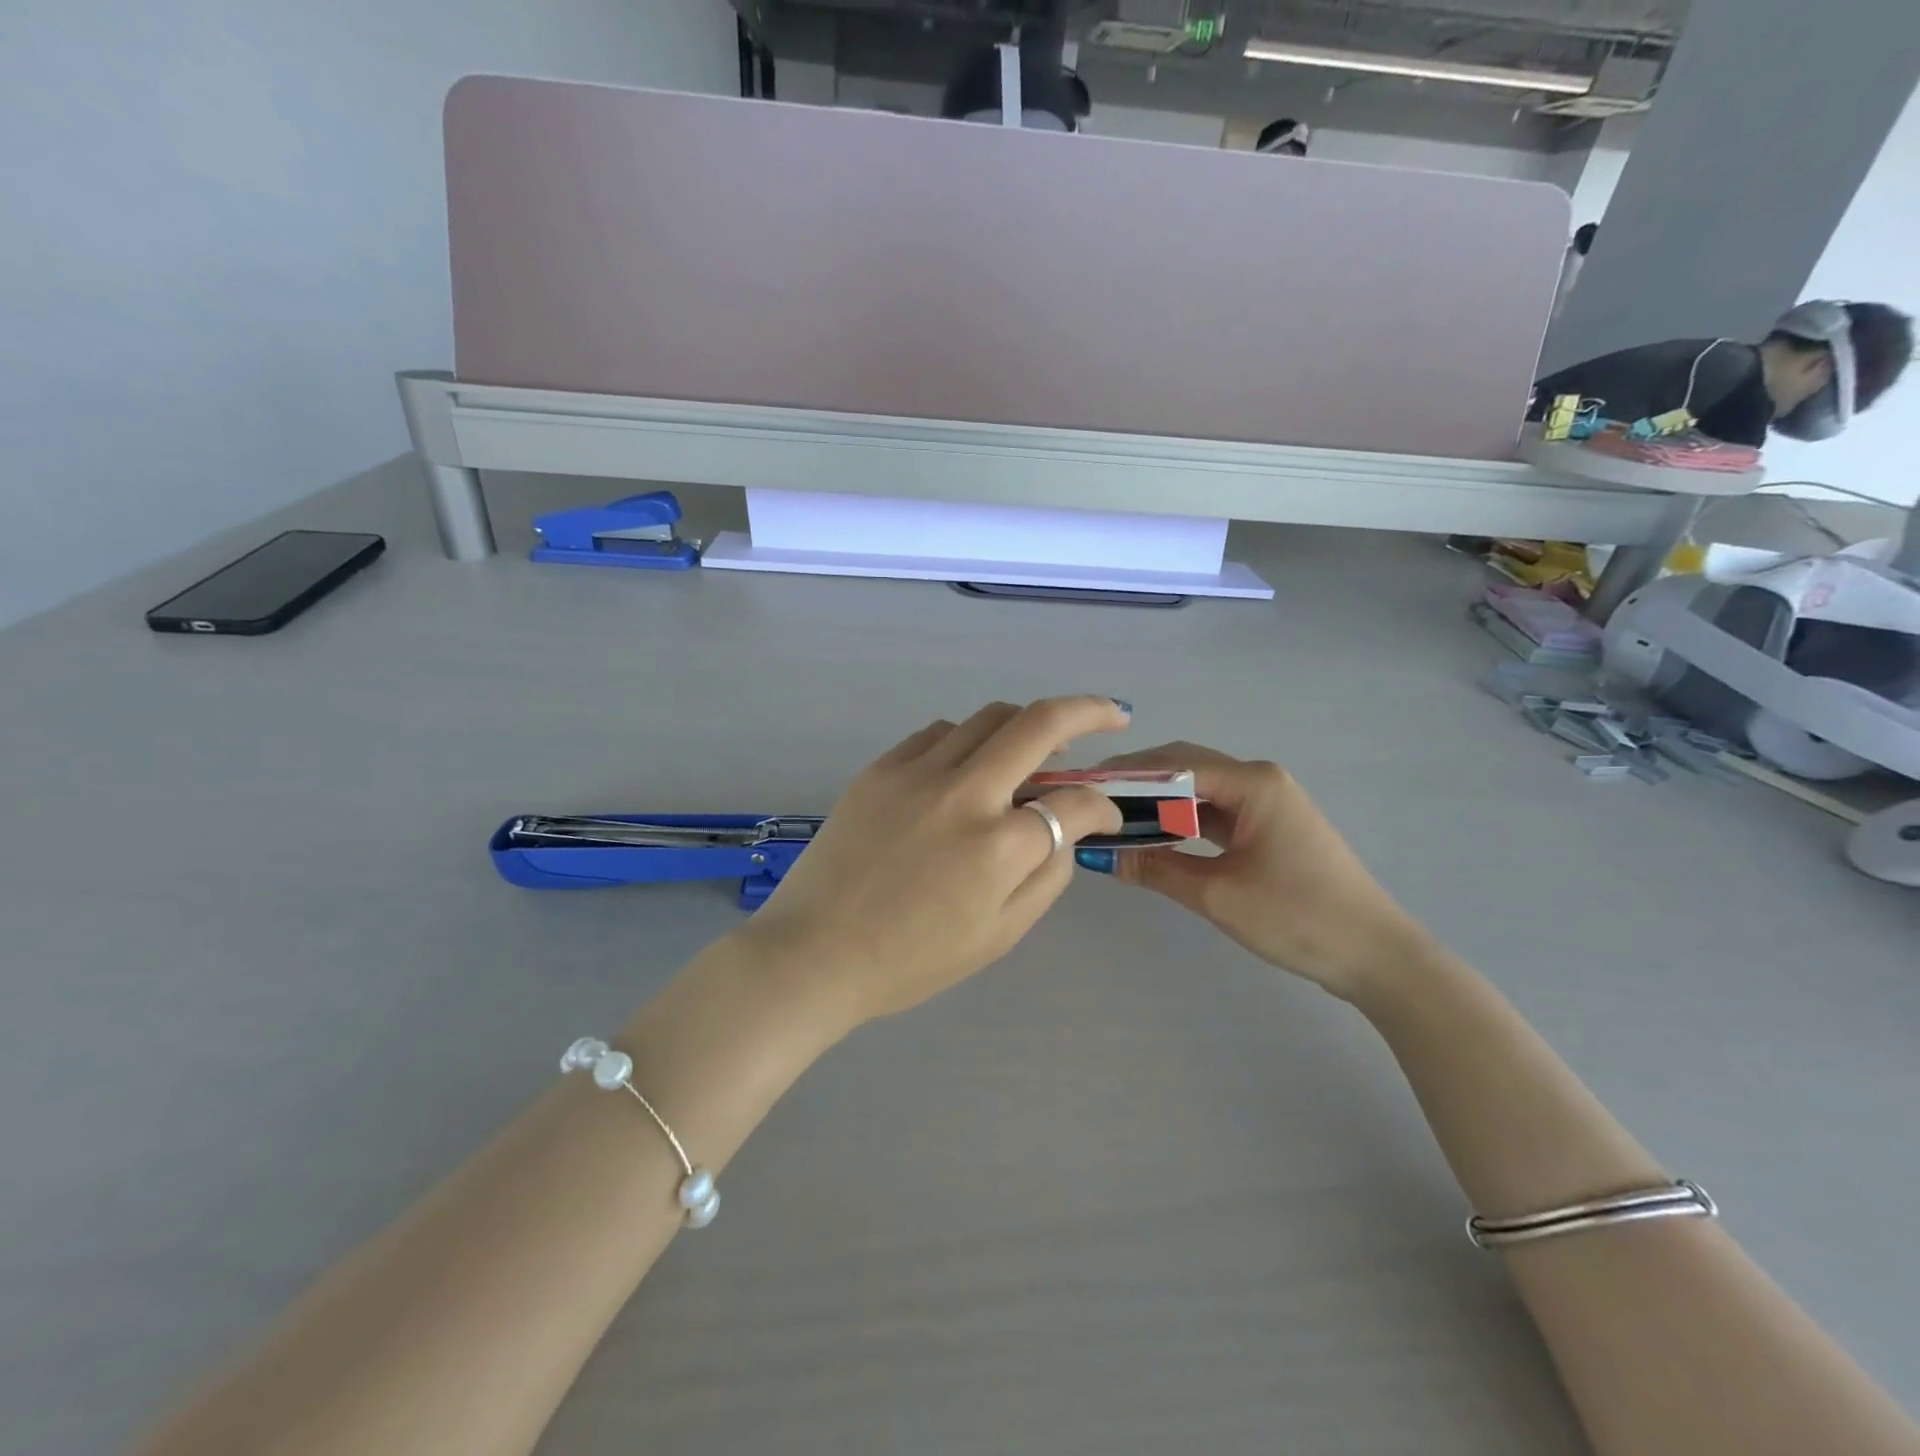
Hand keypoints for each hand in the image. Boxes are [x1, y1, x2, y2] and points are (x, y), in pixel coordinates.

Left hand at [740, 697, 1128, 1023]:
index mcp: (998, 845)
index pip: (1075, 802)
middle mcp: (963, 792)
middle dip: (1087, 712)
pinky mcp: (879, 768)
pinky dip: (967, 740)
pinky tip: (967, 765)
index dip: (1104, 807)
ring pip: (987, 717)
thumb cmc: (911, 959)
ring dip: (1023, 725)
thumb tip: (1069, 829)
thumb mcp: (999, 934)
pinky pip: (938, 733)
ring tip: (1034, 748)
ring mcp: (916, 772)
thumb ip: (1048, 876)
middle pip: (1038, 724)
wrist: (813, 953)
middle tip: (1110, 715)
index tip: (1106, 815)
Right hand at [1094, 743, 1433, 1000]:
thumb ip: (1154, 868)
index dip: (1124, 774)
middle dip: (1136, 783)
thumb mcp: (1216, 895)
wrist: (1376, 956)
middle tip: (1089, 801)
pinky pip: (1215, 812)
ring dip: (1157, 803)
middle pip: (1185, 768)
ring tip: (1110, 816)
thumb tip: (1099, 854)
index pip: (1174, 764)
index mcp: (1253, 783)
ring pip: (1198, 791)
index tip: (1082, 787)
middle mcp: (1260, 780)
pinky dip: (1181, 820)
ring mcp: (1267, 803)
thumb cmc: (1297, 919)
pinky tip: (1151, 833)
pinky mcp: (1269, 826)